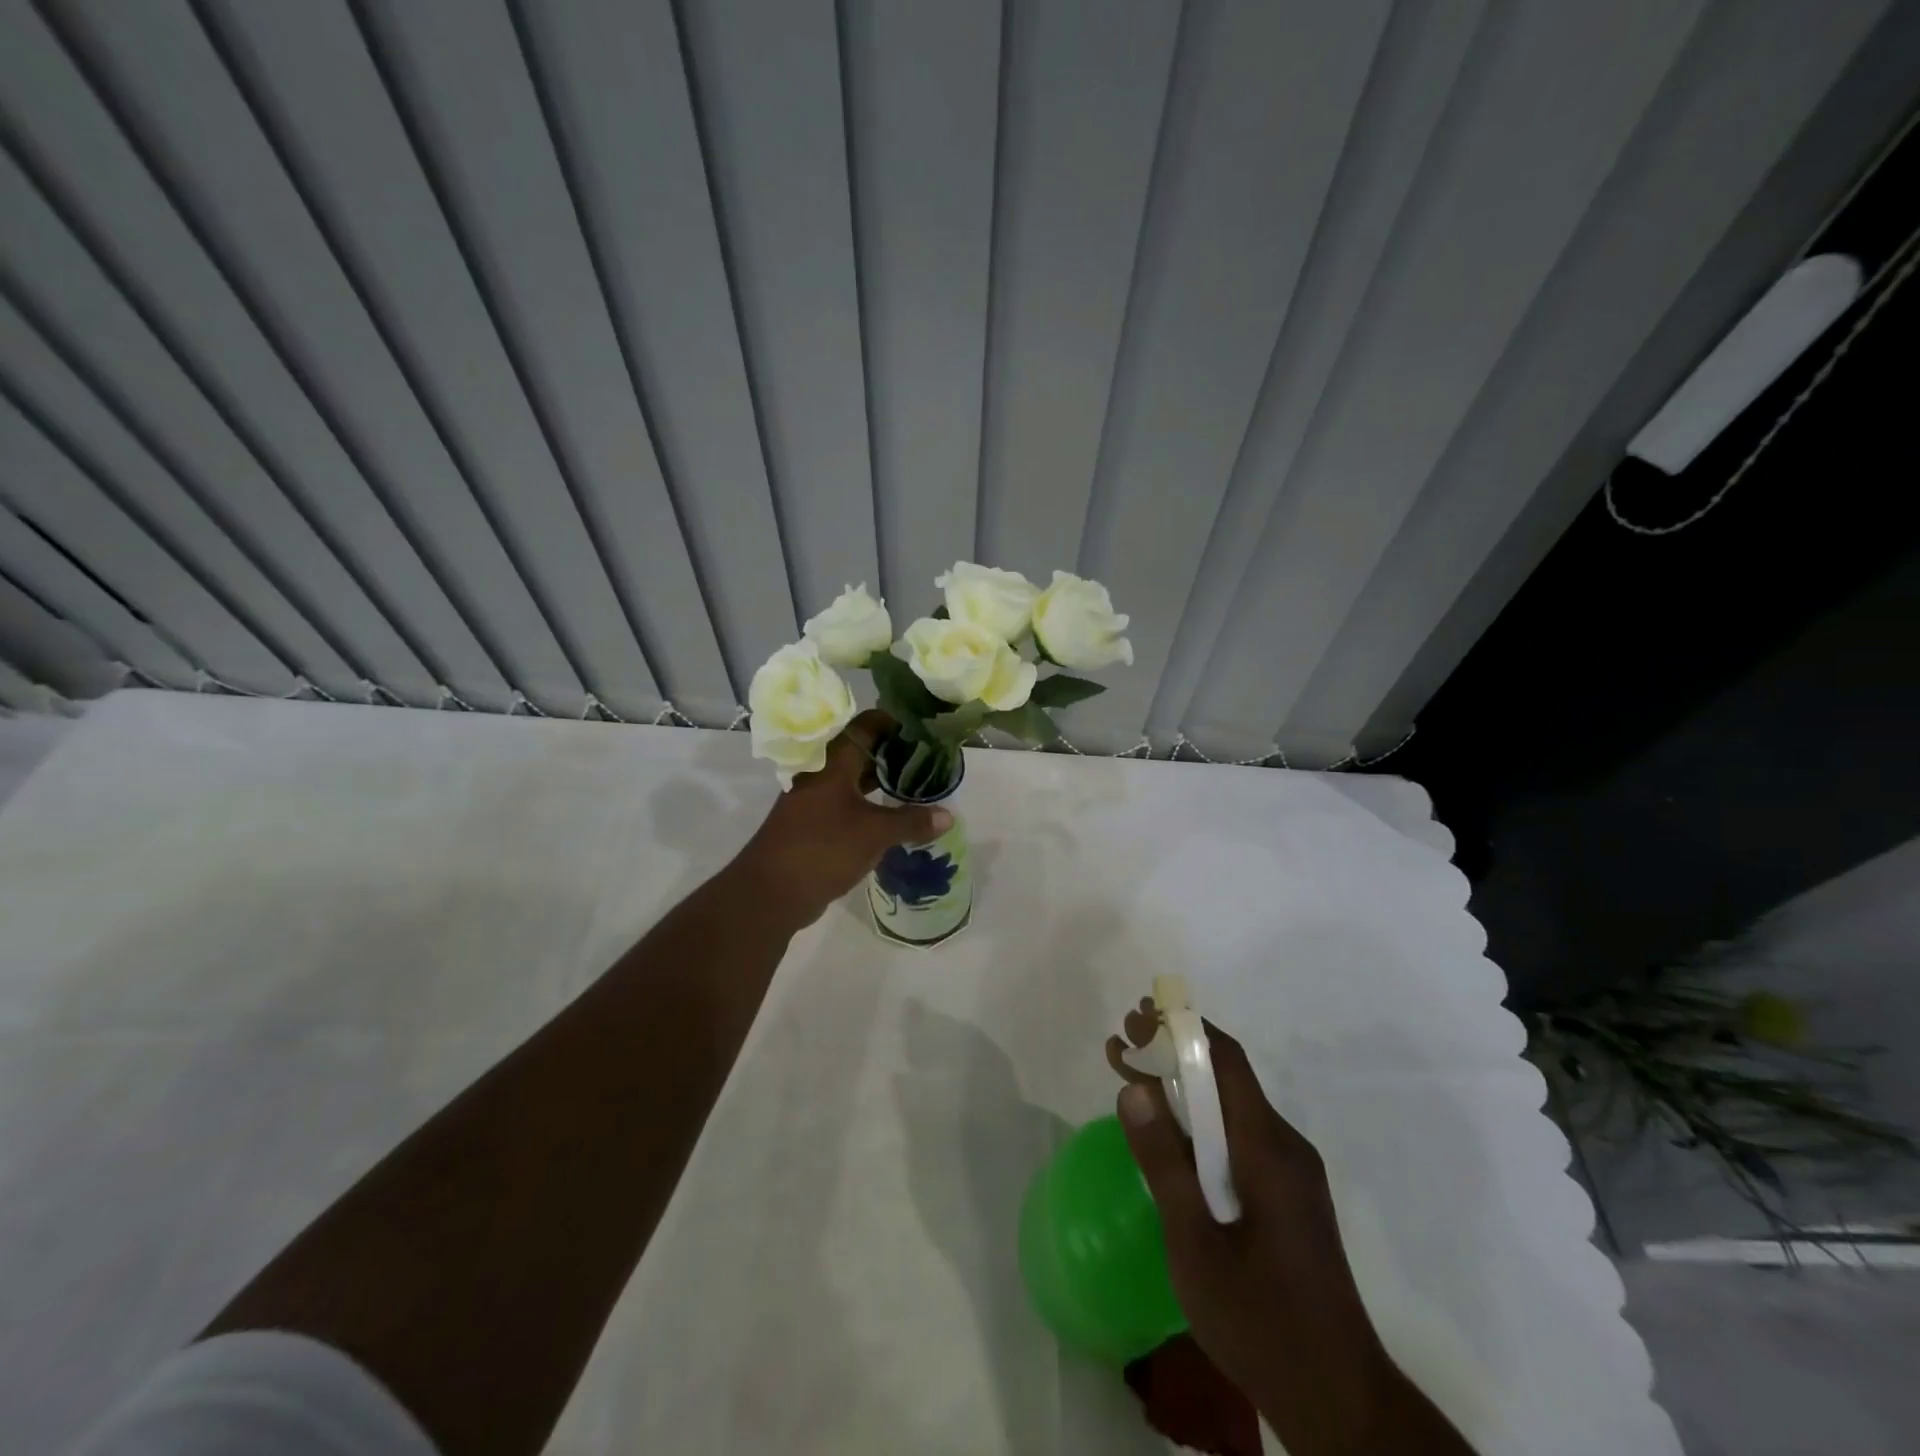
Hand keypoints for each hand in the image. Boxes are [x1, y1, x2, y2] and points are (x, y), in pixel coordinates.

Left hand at [733, 710, 951, 929]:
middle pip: (861, 750)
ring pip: (853, 778)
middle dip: (893, 752)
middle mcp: (821, 772)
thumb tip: (949, 816)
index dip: (895, 722)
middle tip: (929, 758)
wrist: (772, 891)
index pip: (866, 725)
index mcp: (833, 761)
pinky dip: (869, 802)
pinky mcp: (813, 822)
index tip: (924, 727)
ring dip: (881, 779)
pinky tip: (892, 814)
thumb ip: (912, 821)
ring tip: (917, 783)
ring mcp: (814, 798)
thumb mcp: (875, 833)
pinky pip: (847, 802)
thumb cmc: (824, 848)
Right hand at [1108, 1007, 1471, 1453]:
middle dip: (1172, 1054)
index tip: (1134, 1019)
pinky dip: (1199, 1124)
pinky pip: (1240, 1139)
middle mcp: (1286, 1147)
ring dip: (1183, 1089)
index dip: (1179, 1029)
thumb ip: (1164, 1162)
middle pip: (1227, 1078)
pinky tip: (1171, 1140)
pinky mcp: (1290, 1198)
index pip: (1225, 1060)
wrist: (1341, 1403)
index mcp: (1267, 1148)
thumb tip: (1134, 1087)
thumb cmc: (1261, 1321)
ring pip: (1232, 1110)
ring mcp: (1293, 1173)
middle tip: (1120, 1047)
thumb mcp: (1195, 1243)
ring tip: (1132, 1081)